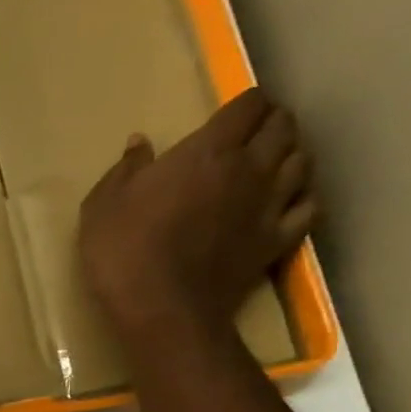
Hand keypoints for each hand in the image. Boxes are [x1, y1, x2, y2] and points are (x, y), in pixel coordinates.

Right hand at [79, 87, 315, 347]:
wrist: (161, 308)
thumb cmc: (123, 251)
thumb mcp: (102, 206)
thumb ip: (124, 170)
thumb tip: (139, 143)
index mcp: (208, 151)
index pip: (248, 105)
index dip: (244, 102)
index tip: (230, 111)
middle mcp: (251, 168)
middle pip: (283, 127)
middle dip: (271, 121)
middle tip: (252, 131)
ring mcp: (270, 205)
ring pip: (303, 160)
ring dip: (290, 153)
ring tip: (273, 160)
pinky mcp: (278, 240)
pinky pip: (308, 206)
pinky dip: (303, 195)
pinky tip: (287, 199)